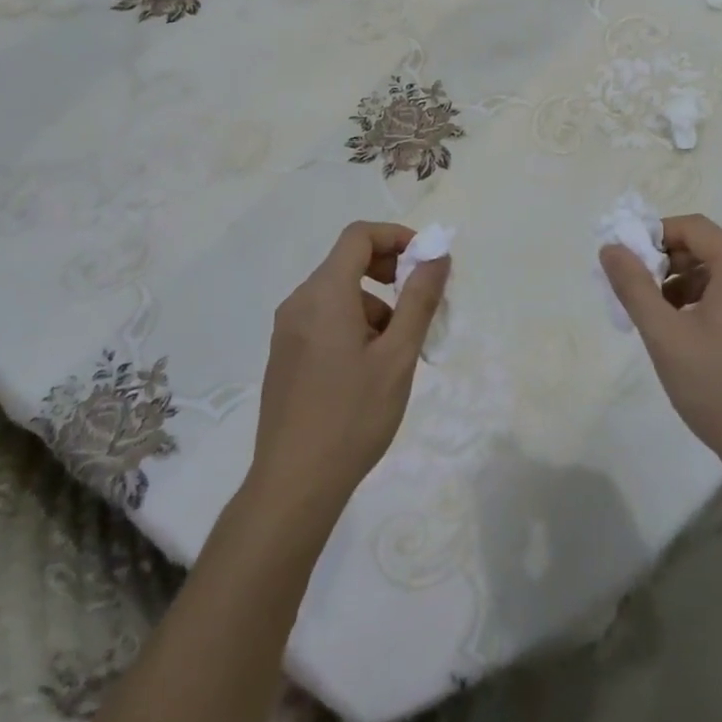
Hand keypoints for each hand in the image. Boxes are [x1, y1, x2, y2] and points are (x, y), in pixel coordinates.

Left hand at [247, 222, 448, 522]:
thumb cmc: (352, 416)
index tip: (425, 261)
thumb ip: (419, 300)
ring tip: (397, 349)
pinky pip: (323, 317)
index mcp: (324, 294)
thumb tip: (437, 256)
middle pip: (347, 261)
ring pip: (337, 293)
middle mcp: (299, 302)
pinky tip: (368, 367)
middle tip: (419, 303)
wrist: (293, 485)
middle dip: (389, 271)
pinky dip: (352, 322)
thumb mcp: (398, 356)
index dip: (395, 236)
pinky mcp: (284, 354)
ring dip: (373, 303)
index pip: (358, 236)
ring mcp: (287, 329)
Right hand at [600, 214, 721, 477]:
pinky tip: (693, 337)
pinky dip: (712, 303)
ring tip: (664, 320)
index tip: (630, 262)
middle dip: (671, 264)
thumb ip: (633, 286)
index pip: (695, 228)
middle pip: (711, 249)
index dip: (657, 235)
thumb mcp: (664, 335)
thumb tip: (610, 248)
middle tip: (642, 294)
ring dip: (689, 285)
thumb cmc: (717, 389)